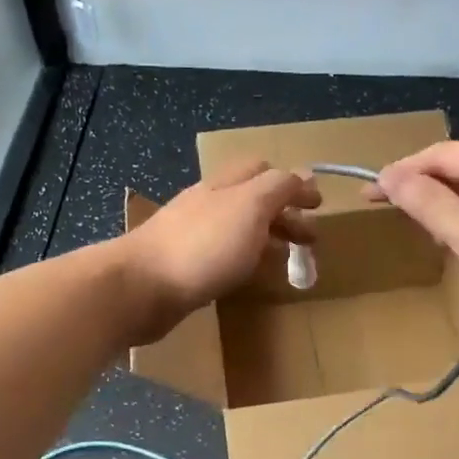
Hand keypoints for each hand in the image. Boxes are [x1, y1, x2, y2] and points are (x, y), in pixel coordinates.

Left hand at [117, 159, 320, 342]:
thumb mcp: (250, 207)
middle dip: (284, 214)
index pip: (265, 171)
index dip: (294, 185)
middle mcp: (208, 203)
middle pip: (253, 200)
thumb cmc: (202, 246)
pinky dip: (246, 259)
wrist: (139, 287)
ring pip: (238, 228)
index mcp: (226, 185)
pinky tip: (251, 276)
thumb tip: (304, 174)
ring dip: (267, 237)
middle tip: (310, 240)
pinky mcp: (183, 265)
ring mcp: (192, 234)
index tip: (319, 207)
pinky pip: (223, 255)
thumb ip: (278, 188)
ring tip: (289, 259)